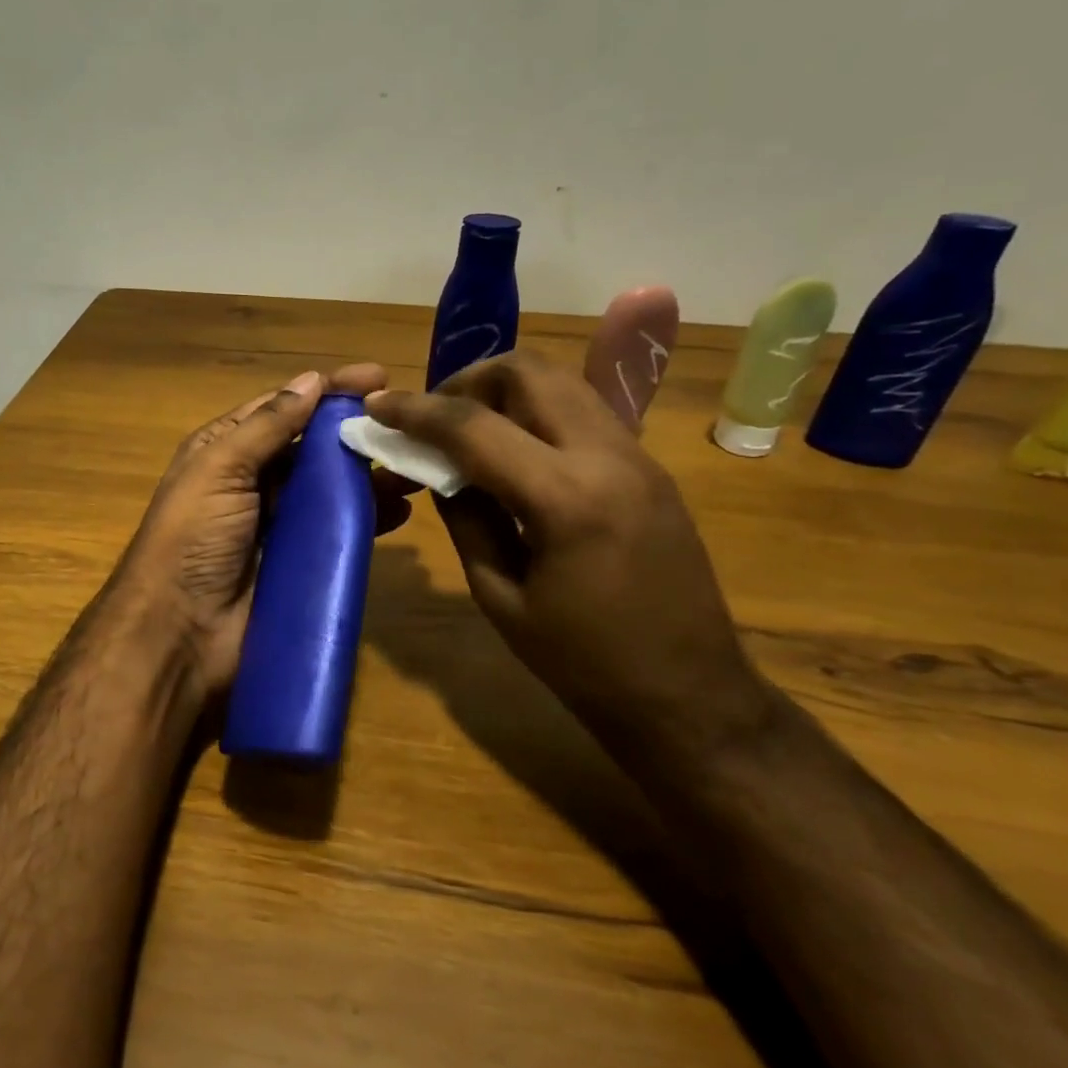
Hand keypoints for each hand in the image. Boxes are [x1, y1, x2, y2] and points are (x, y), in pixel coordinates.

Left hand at [116, 362, 389, 698]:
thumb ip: (267, 426)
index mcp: (225, 452)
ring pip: (331, 489)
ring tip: (412, 467)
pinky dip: (367, 519)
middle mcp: (252, 483)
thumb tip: (311, 380)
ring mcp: (278, 525)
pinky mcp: (298, 564)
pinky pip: (338, 532)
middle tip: (405, 426)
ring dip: (369, 476)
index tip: (376, 377)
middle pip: (311, 448)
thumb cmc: (192, 538)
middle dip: (354, 433)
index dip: (326, 391)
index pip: (283, 409)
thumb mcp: (219, 469)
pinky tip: (399, 511)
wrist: (179, 635)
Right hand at [365, 352, 776, 763]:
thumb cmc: (584, 663)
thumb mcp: (500, 597)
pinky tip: (514, 453)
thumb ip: (466, 519)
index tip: (376, 406)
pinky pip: (582, 410)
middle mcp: (606, 456)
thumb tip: (439, 471)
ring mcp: (637, 456)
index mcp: (564, 498)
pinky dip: (536, 411)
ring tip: (468, 430)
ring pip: (559, 381)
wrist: (691, 696)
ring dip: (503, 391)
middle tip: (433, 418)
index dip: (414, 410)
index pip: (473, 426)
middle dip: (466, 381)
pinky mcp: (649, 467)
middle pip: (526, 371)